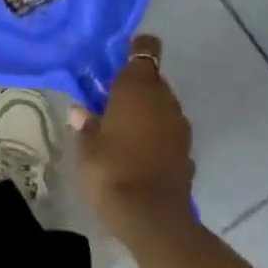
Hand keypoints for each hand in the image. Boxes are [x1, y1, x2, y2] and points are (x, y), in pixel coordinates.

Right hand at [71, 34, 194, 236]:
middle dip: (133, 86)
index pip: (145, 49)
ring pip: (161, 106)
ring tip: (119, 128)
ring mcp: (179, 127)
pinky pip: (167, 131)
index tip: (117, 58)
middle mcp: (164, 99)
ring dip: (144, 112)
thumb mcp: (86, 147)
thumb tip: (81, 112)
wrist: (152, 218)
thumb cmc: (111, 170)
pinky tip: (136, 152)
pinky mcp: (186, 152)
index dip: (134, 49)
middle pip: (152, 79)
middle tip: (107, 101)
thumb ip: (86, 124)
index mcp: (138, 87)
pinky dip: (154, 135)